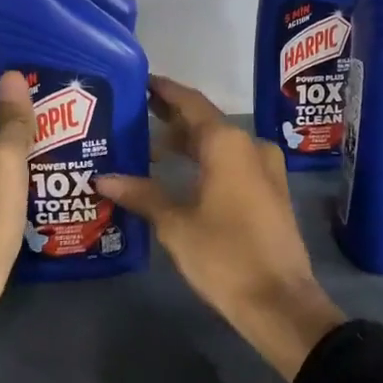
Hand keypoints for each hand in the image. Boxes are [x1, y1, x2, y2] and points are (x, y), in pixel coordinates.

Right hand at [98, 77, 343, 380]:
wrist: (279, 301)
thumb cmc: (224, 256)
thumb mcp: (176, 225)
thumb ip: (142, 195)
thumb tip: (103, 179)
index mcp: (228, 144)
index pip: (190, 103)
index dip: (164, 91)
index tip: (140, 82)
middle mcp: (250, 146)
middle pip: (205, 122)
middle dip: (171, 120)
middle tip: (134, 117)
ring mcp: (265, 169)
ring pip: (219, 145)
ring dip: (188, 145)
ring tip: (149, 151)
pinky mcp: (270, 192)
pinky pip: (232, 164)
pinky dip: (205, 163)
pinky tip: (180, 177)